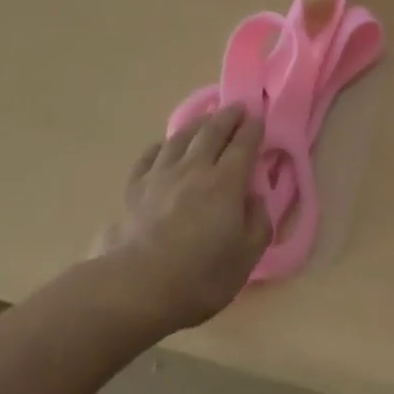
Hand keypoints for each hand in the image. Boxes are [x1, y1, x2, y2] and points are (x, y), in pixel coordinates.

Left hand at [92, 105, 271, 335]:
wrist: (137, 286)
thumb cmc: (199, 277)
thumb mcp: (246, 258)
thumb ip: (258, 223)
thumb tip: (256, 198)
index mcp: (226, 183)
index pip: (243, 145)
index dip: (253, 129)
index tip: (259, 117)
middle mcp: (194, 169)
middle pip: (212, 132)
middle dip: (228, 116)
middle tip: (237, 106)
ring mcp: (161, 175)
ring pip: (181, 138)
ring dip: (197, 123)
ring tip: (206, 118)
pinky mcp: (135, 188)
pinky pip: (150, 156)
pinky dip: (161, 146)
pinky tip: (164, 146)